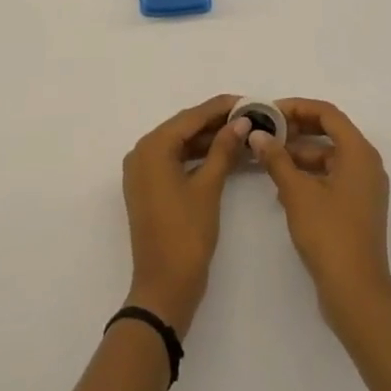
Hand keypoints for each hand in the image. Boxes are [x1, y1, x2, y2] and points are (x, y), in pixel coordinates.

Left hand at [120, 95, 249, 336]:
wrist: (163, 290)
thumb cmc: (186, 236)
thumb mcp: (208, 188)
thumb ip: (223, 149)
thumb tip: (241, 122)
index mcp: (152, 147)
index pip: (190, 117)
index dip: (220, 108)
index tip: (247, 101)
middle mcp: (142, 152)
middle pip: (183, 128)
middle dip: (215, 122)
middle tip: (248, 116)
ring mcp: (142, 171)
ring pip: (179, 144)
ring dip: (207, 139)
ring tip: (241, 133)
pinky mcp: (148, 187)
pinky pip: (174, 160)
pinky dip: (196, 157)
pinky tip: (221, 154)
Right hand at [249, 98, 390, 324]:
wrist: (357, 295)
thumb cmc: (329, 234)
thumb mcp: (297, 192)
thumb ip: (276, 158)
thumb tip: (257, 135)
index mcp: (359, 153)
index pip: (327, 113)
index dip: (297, 107)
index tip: (269, 112)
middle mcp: (367, 164)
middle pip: (330, 131)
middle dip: (297, 129)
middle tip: (267, 131)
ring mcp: (364, 188)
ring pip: (329, 156)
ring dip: (300, 153)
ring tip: (269, 158)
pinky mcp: (358, 208)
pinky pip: (332, 177)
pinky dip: (309, 175)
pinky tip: (283, 187)